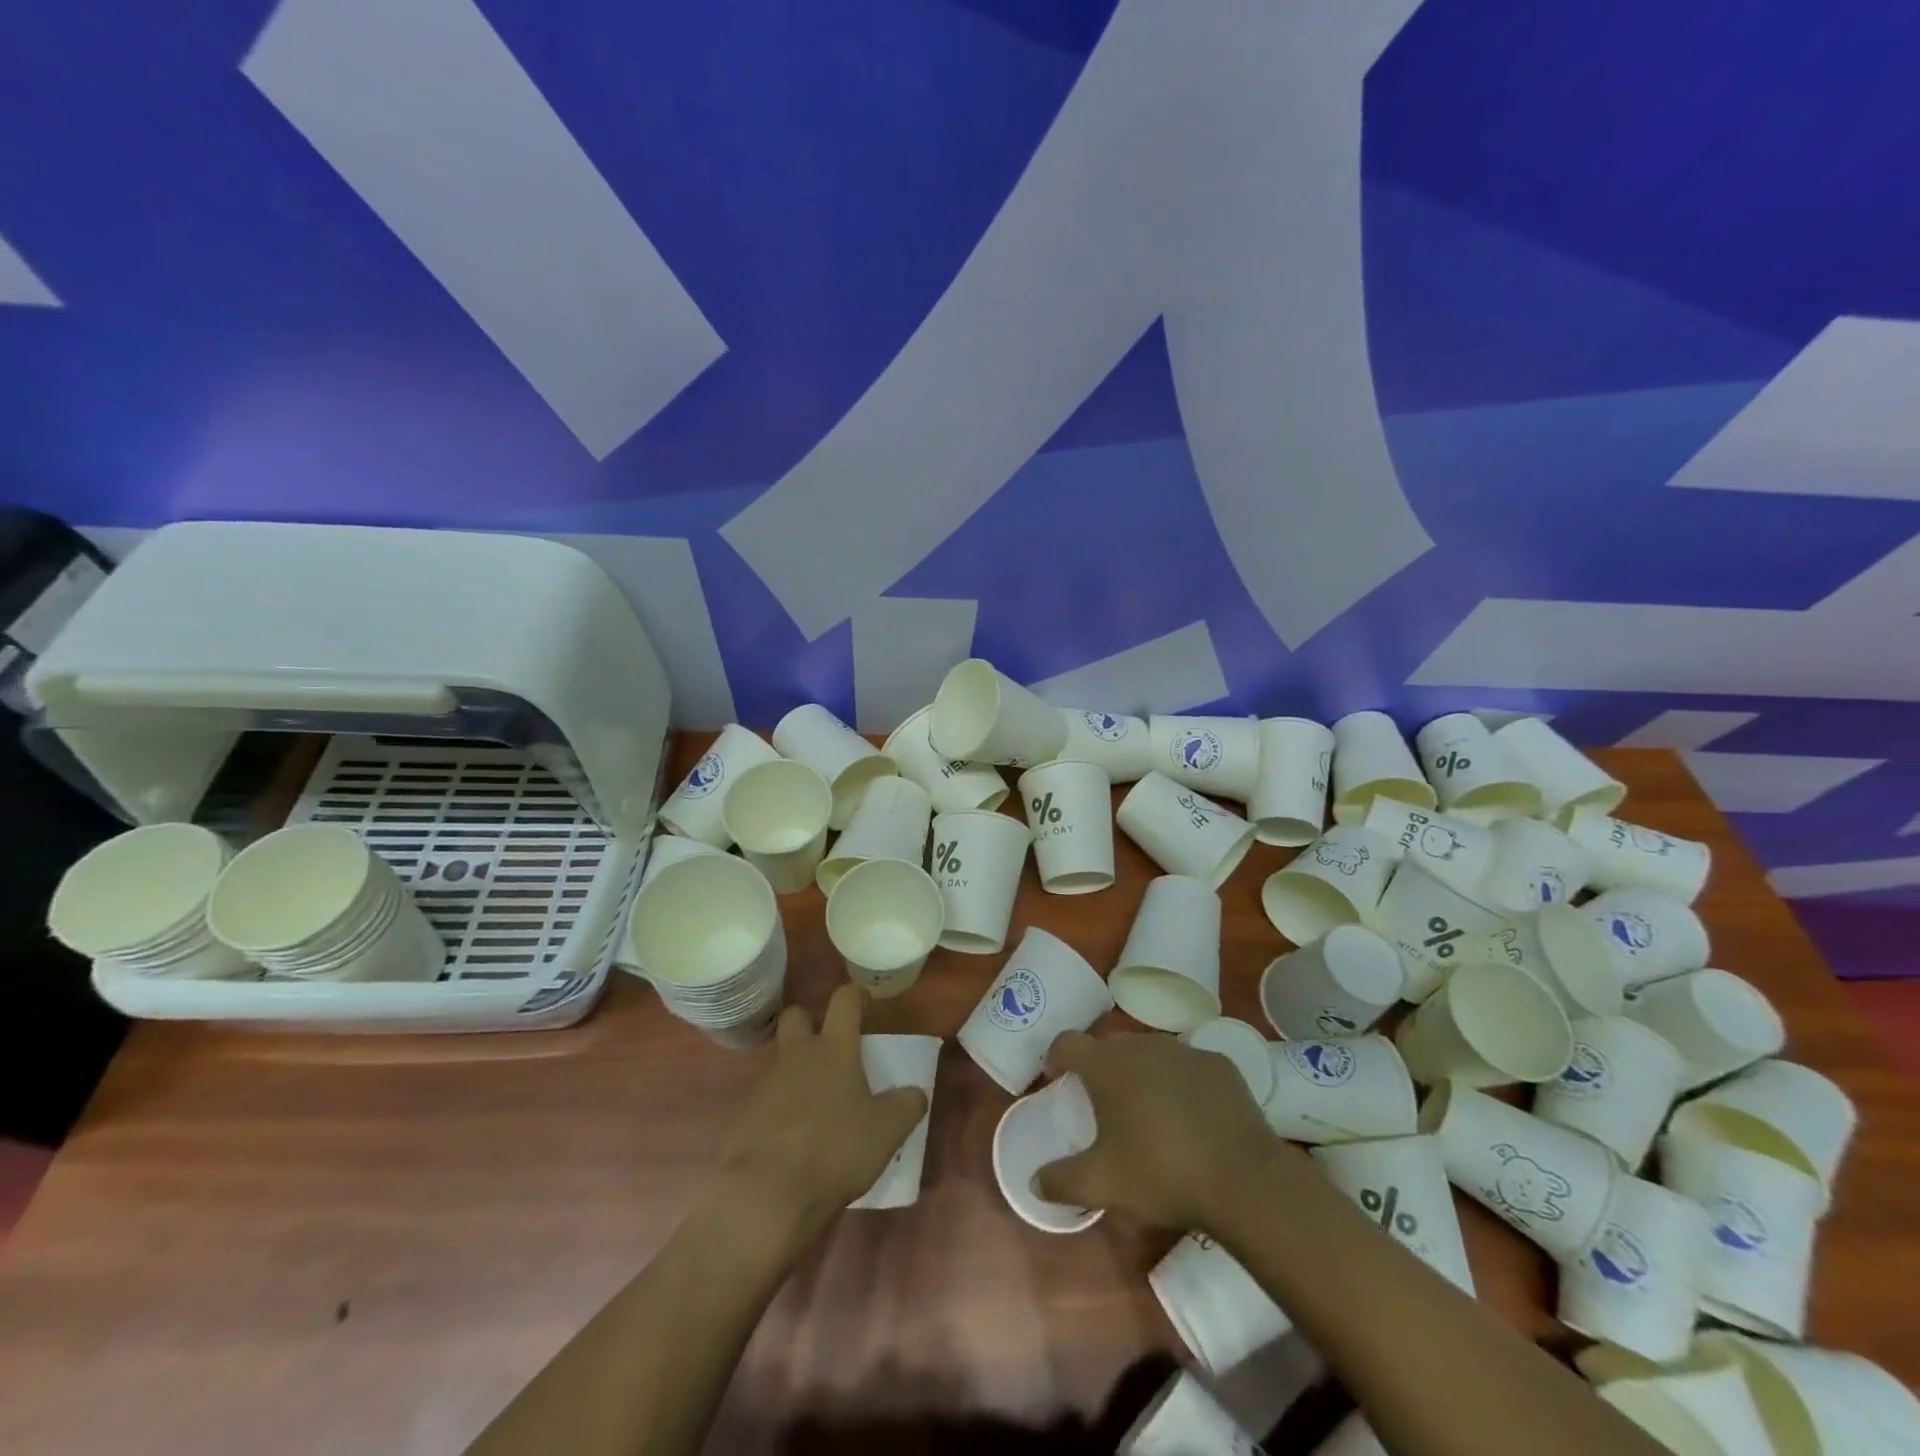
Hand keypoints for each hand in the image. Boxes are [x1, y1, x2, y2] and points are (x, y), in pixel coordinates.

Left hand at [710, 985, 928, 1242]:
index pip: (844, 1000)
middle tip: (828, 1049)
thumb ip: (906, 1106)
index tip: (865, 1003)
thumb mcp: (886, 1133)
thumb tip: (916, 1092)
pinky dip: (776, 1110)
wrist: (766, 1194)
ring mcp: (765, 1082)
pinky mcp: (742, 1114)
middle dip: (809, 1023)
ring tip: (813, 1106)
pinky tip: (788, 1139)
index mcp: (834, 1049)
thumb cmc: (834, 1150)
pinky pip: (762, 1099)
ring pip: (778, 1060)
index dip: (855, 996)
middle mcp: (797, 1055)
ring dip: (794, 1072)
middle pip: (796, 1016)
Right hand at [1035, 1030, 1291, 1230]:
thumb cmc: (1160, 1173)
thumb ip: (1062, 1181)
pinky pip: (1189, 1067)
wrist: (1241, 1178)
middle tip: (1105, 1104)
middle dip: (1102, 1069)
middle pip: (1110, 1047)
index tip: (1057, 1076)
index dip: (1057, 1056)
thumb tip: (1035, 1182)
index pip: (1068, 1042)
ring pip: (1151, 1054)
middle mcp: (1142, 1046)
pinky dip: (1182, 1083)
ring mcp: (1183, 1051)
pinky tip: (1192, 1117)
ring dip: (1143, 1074)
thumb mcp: (1102, 1185)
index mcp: (1107, 1066)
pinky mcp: (1219, 1064)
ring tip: (1149, 1111)